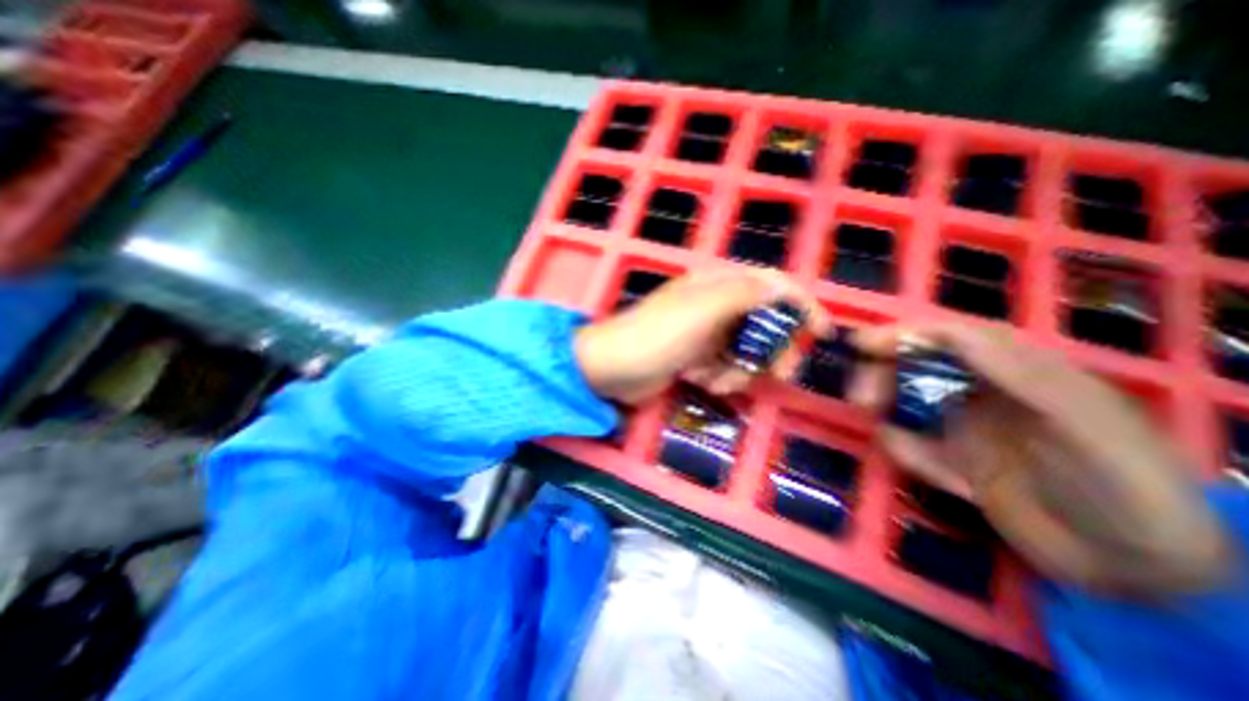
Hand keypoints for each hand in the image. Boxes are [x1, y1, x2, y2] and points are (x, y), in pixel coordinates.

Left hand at [573, 272, 825, 406]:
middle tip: (778, 374)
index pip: (772, 286)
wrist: (612, 369)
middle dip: (772, 350)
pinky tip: (697, 380)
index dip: (801, 305)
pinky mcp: (696, 357)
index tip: (822, 333)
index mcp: (717, 284)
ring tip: (714, 379)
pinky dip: (719, 378)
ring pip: (746, 351)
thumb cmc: (656, 336)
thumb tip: (780, 287)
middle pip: (764, 323)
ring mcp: (705, 333)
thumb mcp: (702, 311)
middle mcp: (714, 304)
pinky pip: (725, 368)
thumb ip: (744, 295)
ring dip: (738, 371)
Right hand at [854, 327, 1232, 594]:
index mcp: (1022, 373)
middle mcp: (986, 392)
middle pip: (919, 366)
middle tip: (860, 398)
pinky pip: (915, 445)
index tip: (863, 345)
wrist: (1136, 573)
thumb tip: (951, 333)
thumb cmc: (1125, 489)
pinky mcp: (955, 459)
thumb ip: (1020, 376)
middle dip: (884, 374)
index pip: (954, 337)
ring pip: (909, 402)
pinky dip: (906, 451)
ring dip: (887, 411)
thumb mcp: (1083, 424)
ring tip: (884, 433)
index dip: (906, 334)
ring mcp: (968, 426)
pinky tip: (921, 465)